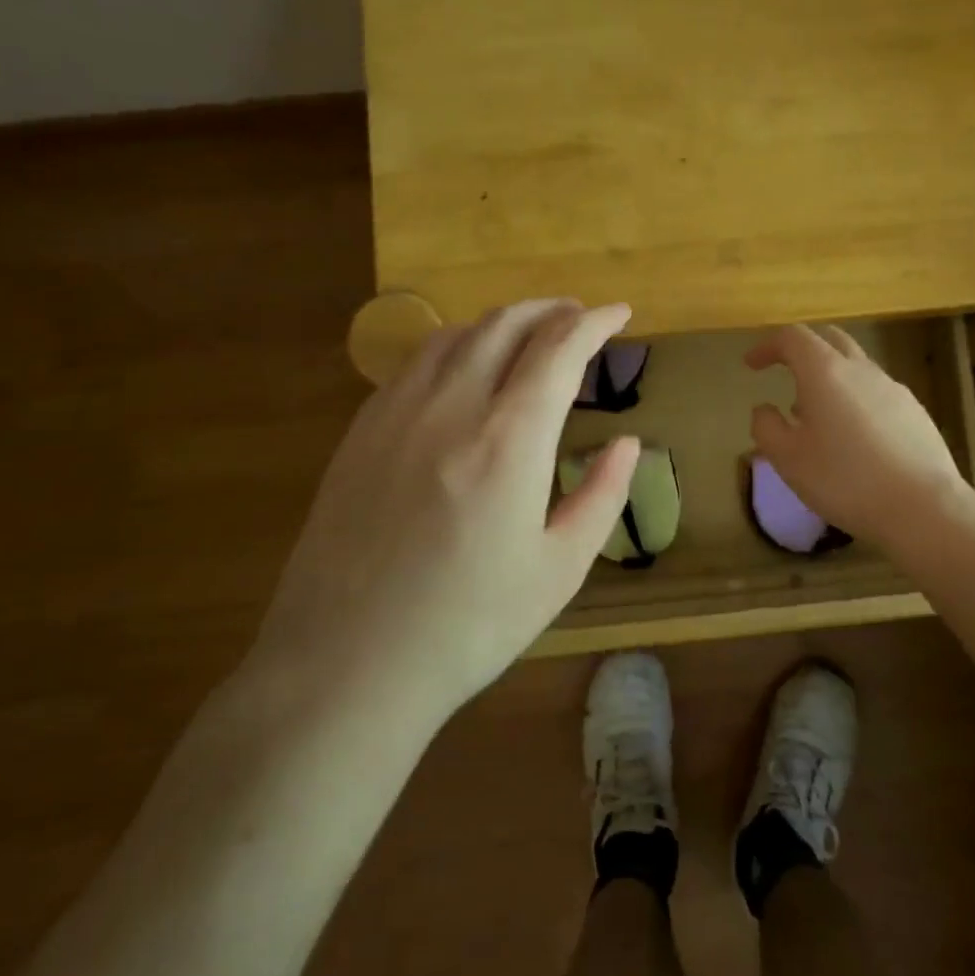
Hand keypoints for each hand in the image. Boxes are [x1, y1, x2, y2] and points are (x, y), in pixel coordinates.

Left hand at [252, 300, 639, 730]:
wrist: (346, 666)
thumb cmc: (469, 625)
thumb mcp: (559, 569)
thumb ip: (602, 495)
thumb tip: (628, 444)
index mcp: (509, 440)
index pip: (559, 349)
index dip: (595, 322)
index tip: (620, 313)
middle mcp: (451, 408)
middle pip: (504, 325)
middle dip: (550, 310)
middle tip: (578, 316)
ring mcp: (395, 415)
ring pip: (454, 336)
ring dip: (500, 322)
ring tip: (528, 334)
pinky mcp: (360, 434)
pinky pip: (414, 364)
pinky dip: (454, 347)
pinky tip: (463, 372)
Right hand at [746, 324, 974, 551]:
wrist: (922, 507)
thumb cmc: (844, 480)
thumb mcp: (788, 460)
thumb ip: (766, 427)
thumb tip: (764, 409)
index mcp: (825, 372)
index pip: (793, 338)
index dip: (768, 346)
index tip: (752, 365)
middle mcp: (861, 370)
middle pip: (830, 339)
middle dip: (803, 349)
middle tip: (785, 372)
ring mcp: (894, 388)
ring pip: (856, 366)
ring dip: (830, 377)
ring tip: (815, 414)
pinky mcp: (915, 411)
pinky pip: (876, 391)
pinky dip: (855, 398)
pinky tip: (853, 436)